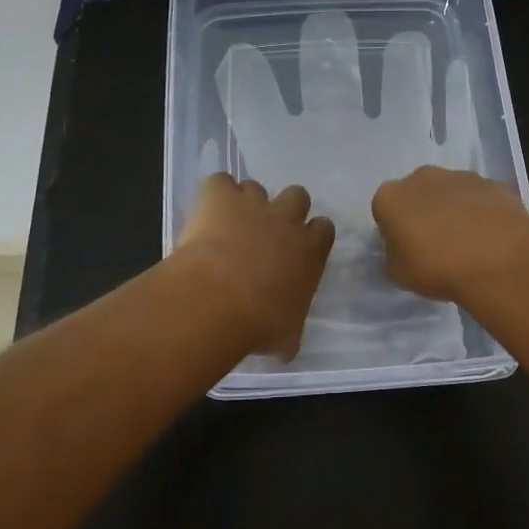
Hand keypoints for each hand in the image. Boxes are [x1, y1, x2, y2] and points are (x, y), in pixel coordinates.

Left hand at [175, 174, 335, 358]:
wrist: (218, 300)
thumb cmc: (260, 324)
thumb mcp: (286, 337)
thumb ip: (290, 332)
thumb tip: (285, 345)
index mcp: (310, 250)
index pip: (324, 228)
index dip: (311, 235)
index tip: (296, 250)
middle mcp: (286, 219)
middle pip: (297, 196)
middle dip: (283, 209)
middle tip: (264, 233)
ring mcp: (253, 203)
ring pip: (255, 187)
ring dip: (244, 203)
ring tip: (227, 225)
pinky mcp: (220, 195)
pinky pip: (218, 182)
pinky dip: (213, 194)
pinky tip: (204, 212)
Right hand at [371, 166, 528, 301]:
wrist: (498, 260)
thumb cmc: (437, 268)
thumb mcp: (399, 275)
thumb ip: (394, 256)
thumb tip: (401, 250)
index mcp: (390, 197)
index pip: (384, 210)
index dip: (395, 230)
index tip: (407, 250)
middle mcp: (421, 177)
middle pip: (417, 194)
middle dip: (423, 213)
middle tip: (436, 245)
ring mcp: (459, 176)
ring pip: (450, 193)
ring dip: (454, 210)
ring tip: (469, 244)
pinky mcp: (492, 183)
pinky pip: (479, 199)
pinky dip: (482, 212)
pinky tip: (491, 237)